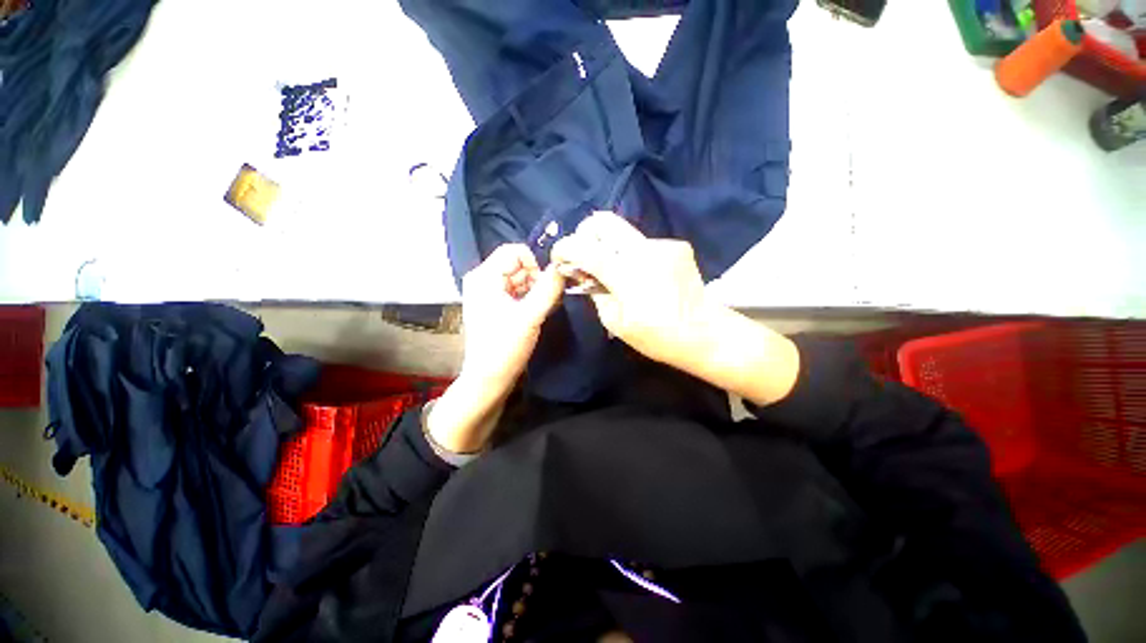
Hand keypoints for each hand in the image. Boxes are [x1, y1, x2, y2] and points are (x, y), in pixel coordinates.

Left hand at [459, 243, 564, 393]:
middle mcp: (483, 280)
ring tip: (540, 311)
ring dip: (535, 291)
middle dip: (536, 280)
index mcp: (484, 277)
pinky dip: (529, 299)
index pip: (514, 251)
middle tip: (545, 302)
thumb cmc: (505, 347)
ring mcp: (488, 294)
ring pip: (519, 279)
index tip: (544, 287)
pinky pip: (517, 292)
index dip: (534, 265)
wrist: (489, 379)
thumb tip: (562, 267)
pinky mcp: (495, 306)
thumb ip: (548, 289)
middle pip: (517, 265)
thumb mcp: (530, 316)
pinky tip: (535, 314)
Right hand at [551, 212, 799, 405]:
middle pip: (603, 222)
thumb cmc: (657, 336)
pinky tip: (643, 276)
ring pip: (623, 234)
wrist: (705, 334)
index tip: (560, 259)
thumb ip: (595, 292)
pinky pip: (642, 243)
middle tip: (584, 257)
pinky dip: (632, 255)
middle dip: (585, 235)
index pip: (583, 246)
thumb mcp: (615, 323)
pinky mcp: (676, 245)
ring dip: (611, 249)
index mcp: (625, 273)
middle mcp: (643, 249)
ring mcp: (663, 244)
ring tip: (617, 274)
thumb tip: (584, 274)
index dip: (564, 248)